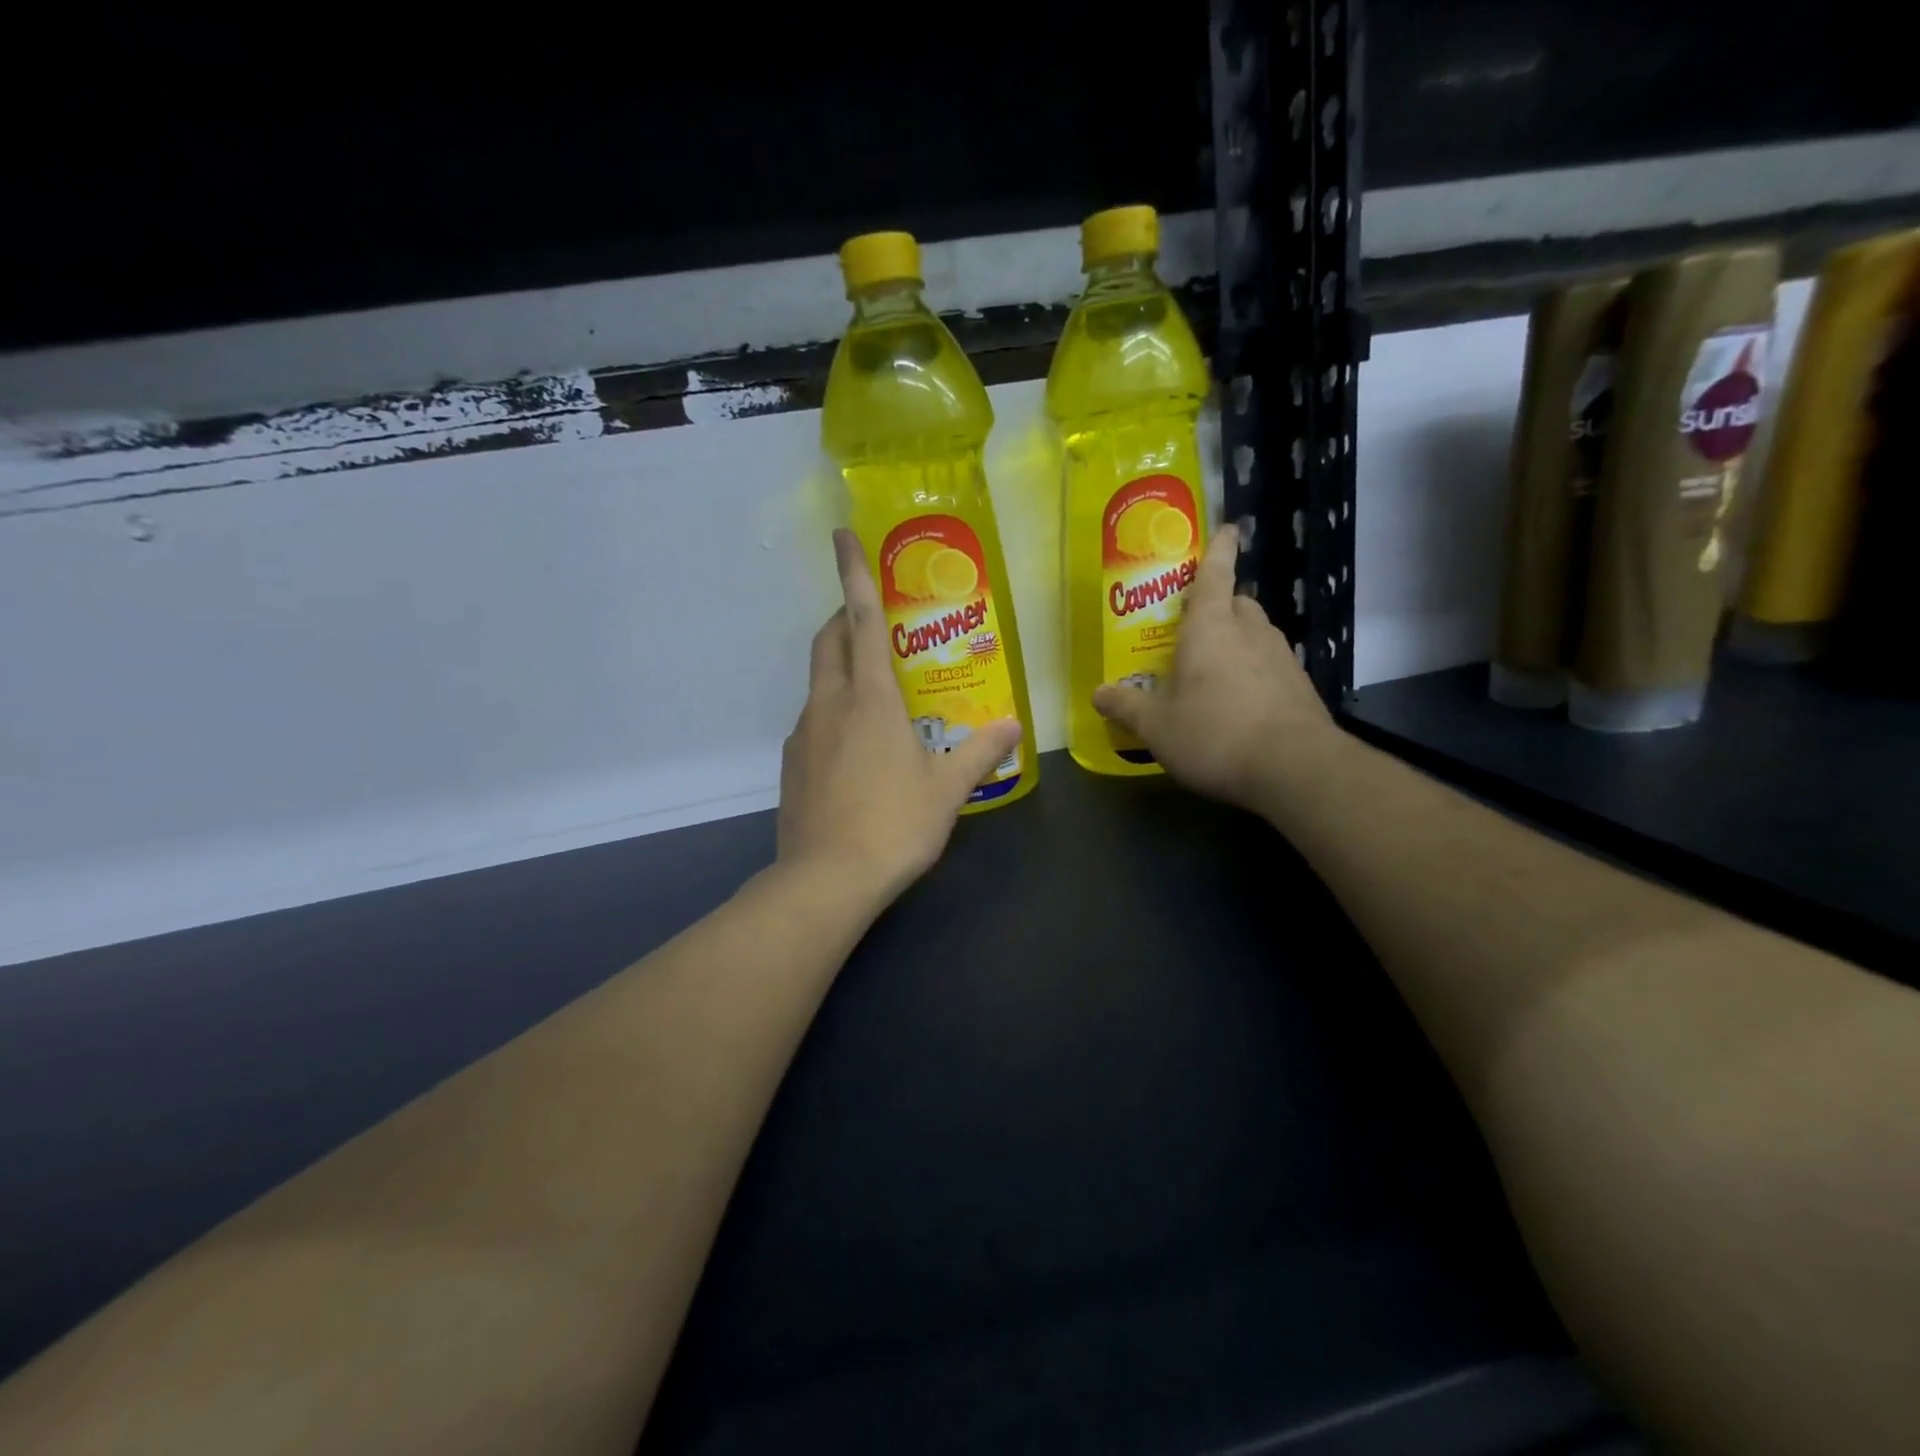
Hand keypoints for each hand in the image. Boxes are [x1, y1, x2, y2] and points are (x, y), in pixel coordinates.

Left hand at [777, 529, 1021, 903]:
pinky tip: (855, 746)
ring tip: (874, 689)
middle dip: (842, 617)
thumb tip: (1014, 726)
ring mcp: (804, 734)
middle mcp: (829, 704)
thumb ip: (981, 752)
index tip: (841, 535)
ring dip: (839, 668)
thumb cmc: (893, 825)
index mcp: (870, 699)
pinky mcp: (792, 764)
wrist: (826, 880)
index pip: (859, 620)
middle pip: (828, 641)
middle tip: (870, 619)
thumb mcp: (947, 789)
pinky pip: (813, 720)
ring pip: (818, 681)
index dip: (852, 574)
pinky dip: (832, 711)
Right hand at [1092, 523, 1338, 815]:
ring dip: (1238, 640)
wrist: (1293, 768)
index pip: (1215, 574)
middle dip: (1220, 605)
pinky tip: (1243, 701)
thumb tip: (1097, 693)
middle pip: (1237, 602)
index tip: (1229, 528)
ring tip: (1216, 668)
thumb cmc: (1213, 733)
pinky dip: (1256, 671)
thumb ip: (1126, 707)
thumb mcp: (1156, 727)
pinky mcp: (1300, 686)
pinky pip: (1272, 665)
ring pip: (1257, 633)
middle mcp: (1250, 631)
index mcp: (1210, 627)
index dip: (1219, 550)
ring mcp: (1282, 657)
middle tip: (1196, 627)